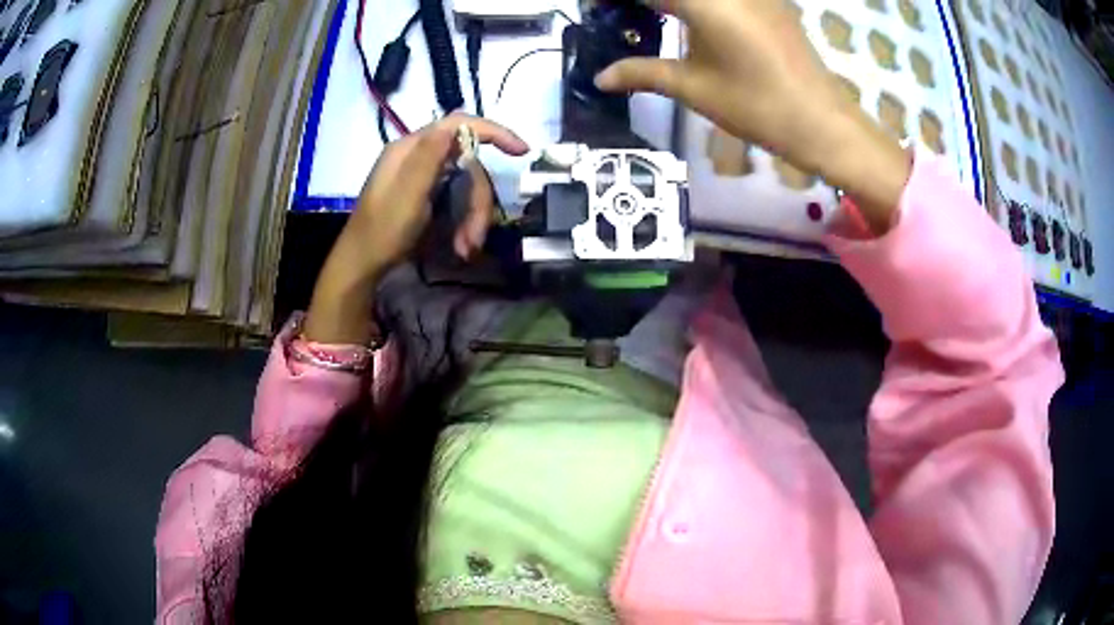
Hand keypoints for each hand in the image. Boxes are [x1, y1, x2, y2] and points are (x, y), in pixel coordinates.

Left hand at [304, 114, 528, 343]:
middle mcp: (419, 157)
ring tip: (467, 248)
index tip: (521, 151)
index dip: (493, 132)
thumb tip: (456, 123)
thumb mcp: (407, 194)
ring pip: (465, 185)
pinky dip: (463, 222)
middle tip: (477, 237)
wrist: (362, 265)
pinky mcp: (427, 195)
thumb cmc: (382, 231)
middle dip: (478, 200)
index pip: (458, 125)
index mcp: (411, 148)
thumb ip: (429, 157)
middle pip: (467, 165)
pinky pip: (457, 199)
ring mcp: (423, 176)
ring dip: (473, 218)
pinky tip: (461, 246)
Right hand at [596, 0, 910, 232]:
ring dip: (672, 3)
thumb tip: (600, 79)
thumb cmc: (757, 106)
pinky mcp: (769, 1)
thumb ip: (642, 73)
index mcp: (704, 2)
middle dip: (644, 2)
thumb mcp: (694, 88)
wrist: (823, 122)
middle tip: (623, 14)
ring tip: (653, 17)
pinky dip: (699, 5)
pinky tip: (690, 19)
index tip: (596, 9)